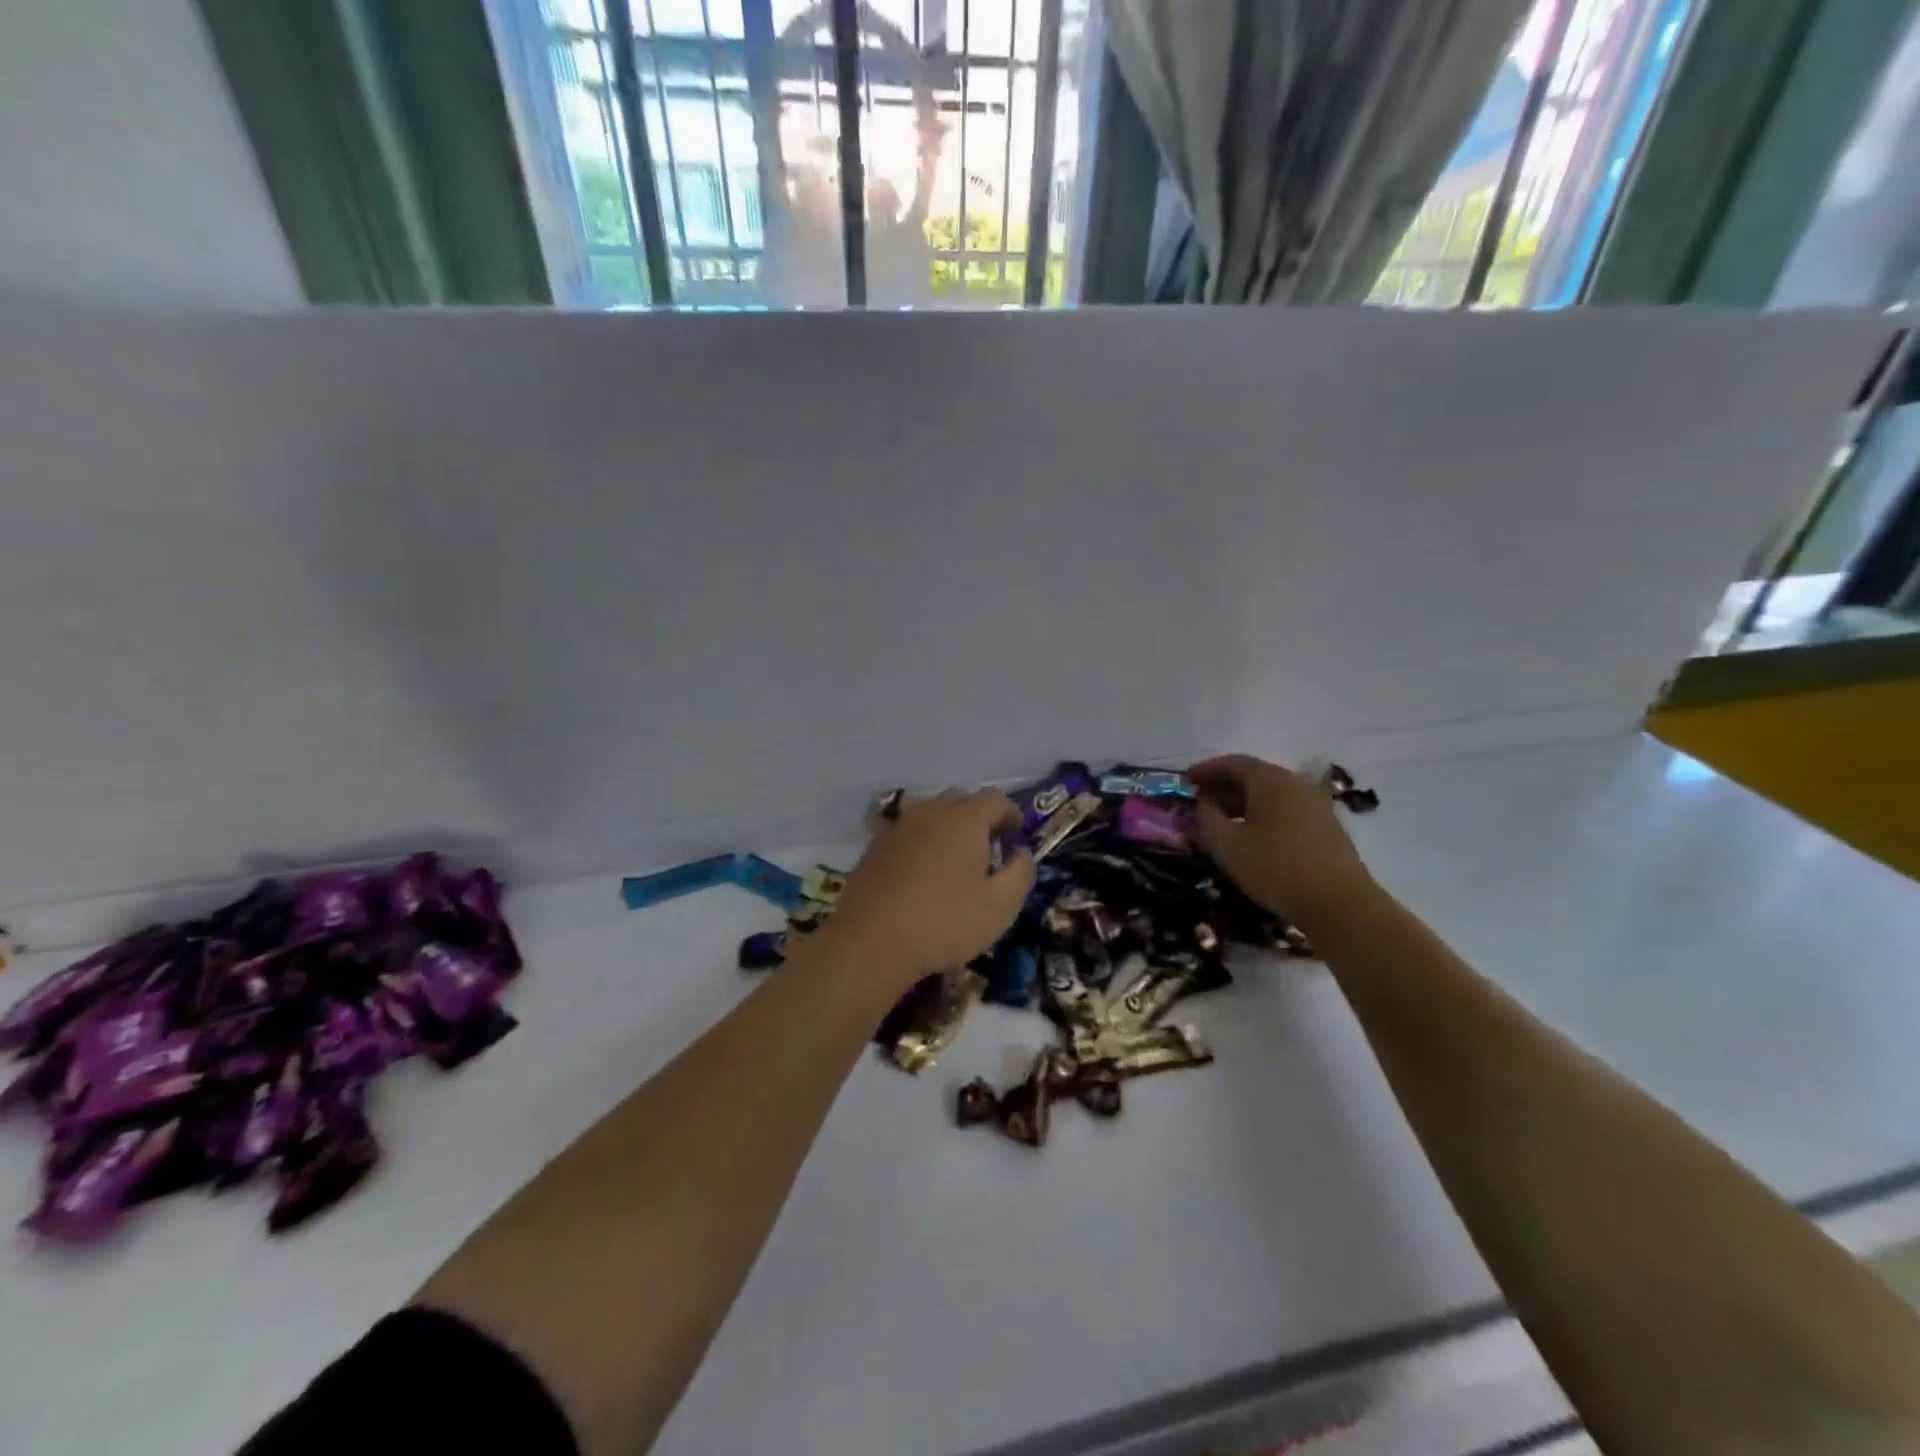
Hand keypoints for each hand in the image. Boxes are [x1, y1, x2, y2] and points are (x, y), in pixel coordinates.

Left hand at [826, 789, 1035, 980]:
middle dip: (979, 819)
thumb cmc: (945, 922)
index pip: (995, 798)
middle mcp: (931, 811)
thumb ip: (1021, 872)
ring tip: (952, 861)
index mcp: (965, 819)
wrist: (871, 941)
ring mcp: (898, 826)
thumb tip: (1021, 853)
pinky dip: (920, 843)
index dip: (1010, 814)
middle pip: (961, 800)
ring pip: (930, 813)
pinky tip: (919, 874)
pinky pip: (906, 833)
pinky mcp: (874, 846)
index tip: (1015, 838)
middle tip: (987, 851)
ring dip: (947, 828)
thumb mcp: (1001, 906)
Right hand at [1187, 754, 1374, 931]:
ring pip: (1270, 793)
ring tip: (1221, 820)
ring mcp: (1315, 804)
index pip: (1232, 763)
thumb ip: (1207, 818)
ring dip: (1242, 801)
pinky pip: (1285, 808)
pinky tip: (1251, 835)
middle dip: (1223, 785)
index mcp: (1270, 780)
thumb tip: (1204, 802)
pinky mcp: (1325, 825)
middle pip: (1253, 775)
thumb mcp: (1227, 845)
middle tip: (1200, 801)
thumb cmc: (1275, 868)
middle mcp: (1295, 783)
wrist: (1339, 903)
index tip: (1185, 780)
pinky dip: (1262, 813)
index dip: (1206, 769)